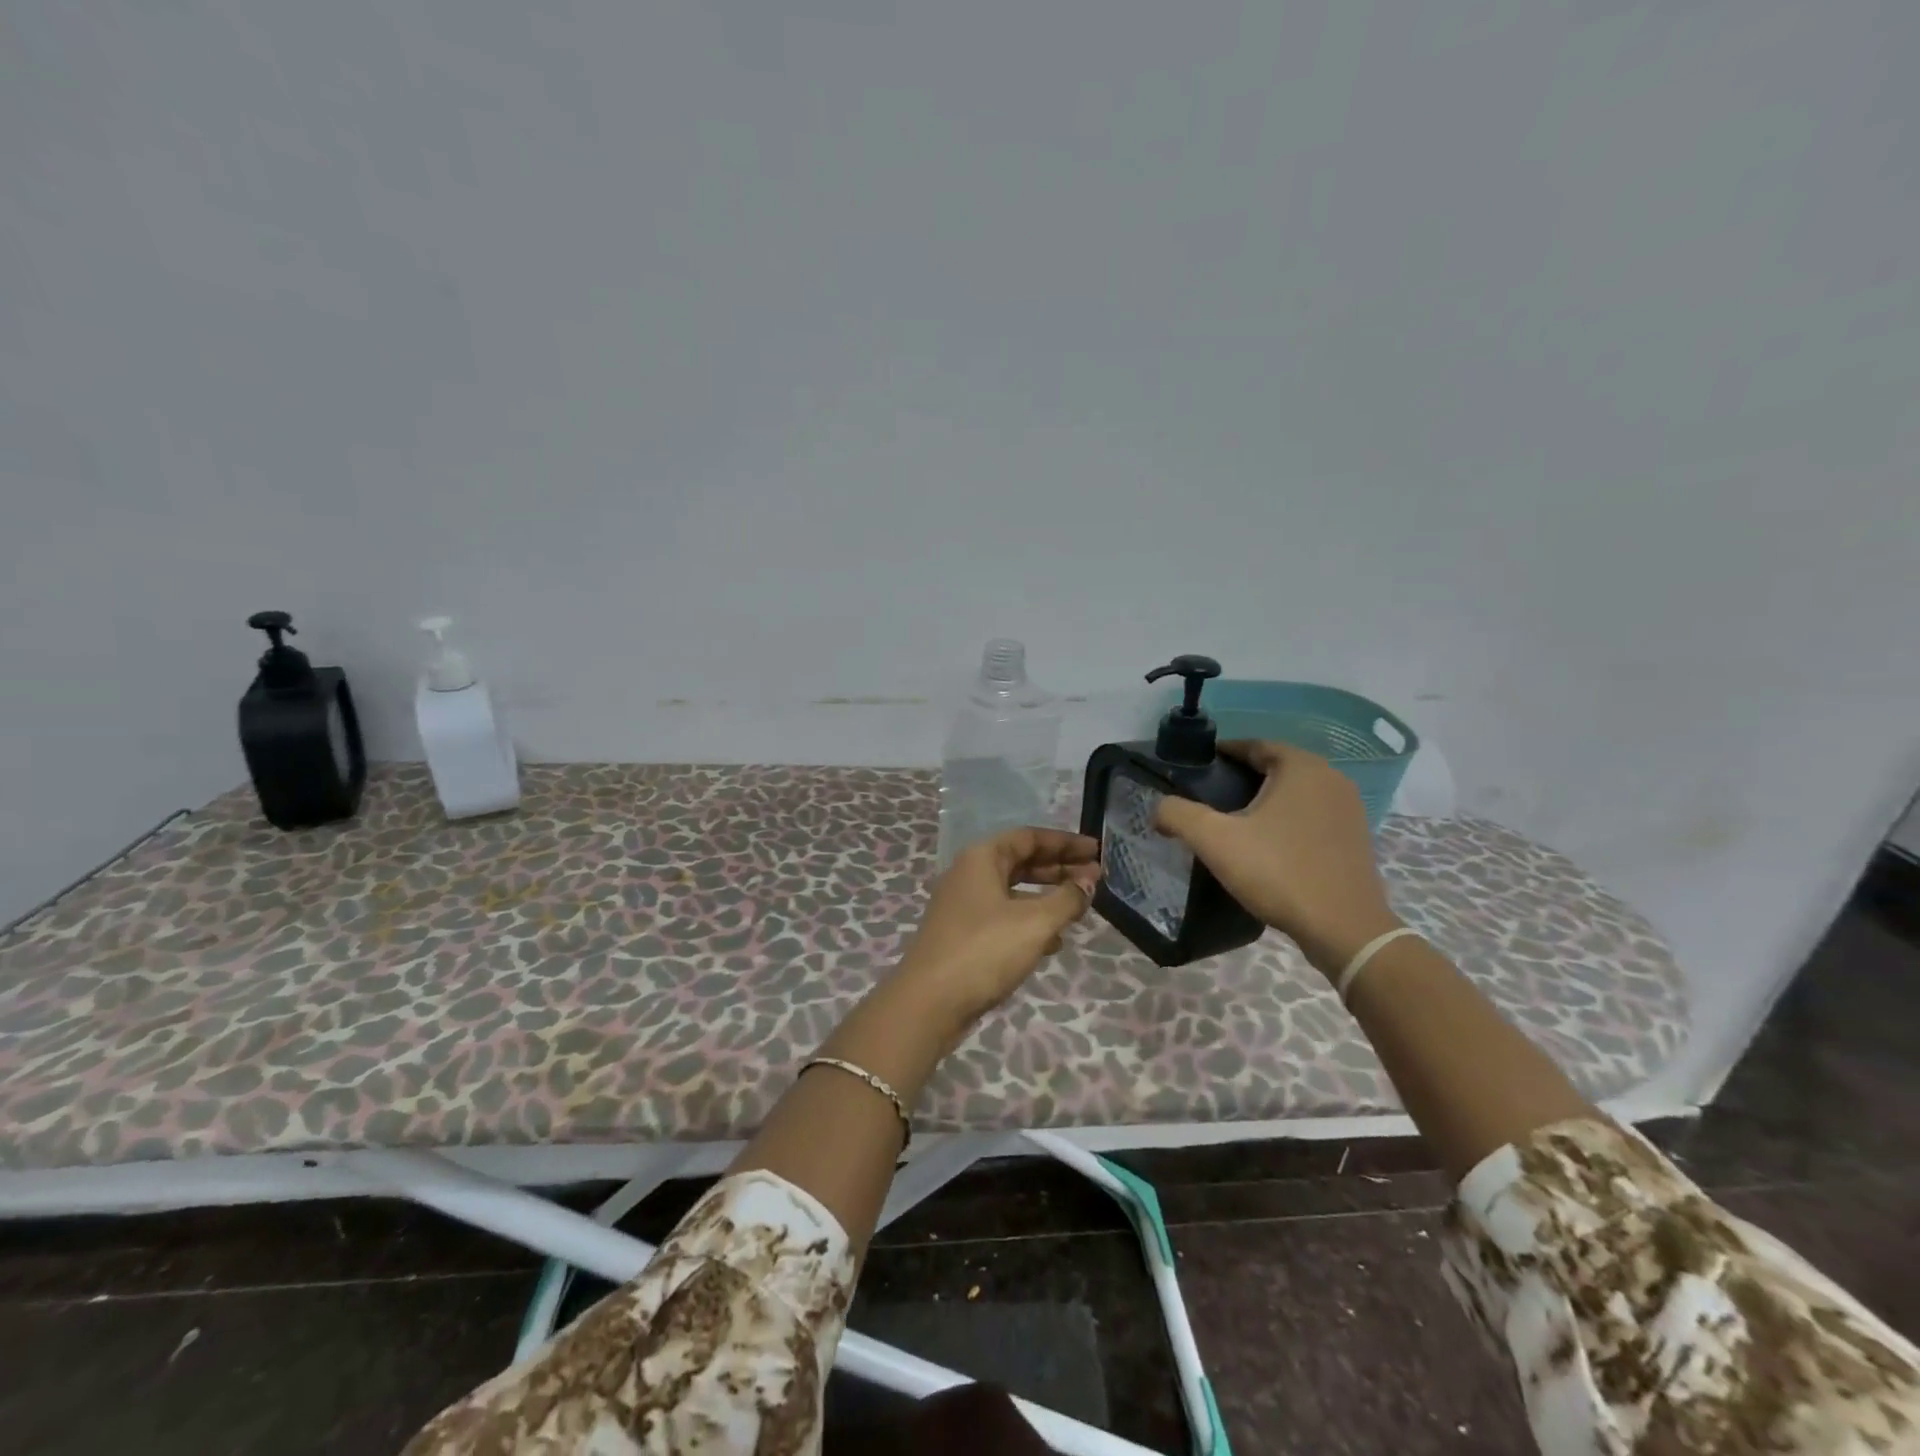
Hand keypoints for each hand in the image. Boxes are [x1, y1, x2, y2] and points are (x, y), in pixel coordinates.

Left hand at [897, 827, 1101, 1023]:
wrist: (929, 1003)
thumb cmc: (984, 951)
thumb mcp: (1035, 923)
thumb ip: (1067, 898)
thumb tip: (1089, 881)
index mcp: (981, 858)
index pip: (1029, 837)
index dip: (1065, 842)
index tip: (1096, 851)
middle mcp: (969, 875)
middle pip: (1021, 862)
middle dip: (1059, 868)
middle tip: (1096, 878)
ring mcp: (963, 906)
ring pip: (1013, 892)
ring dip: (1047, 896)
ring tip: (1081, 908)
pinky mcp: (964, 936)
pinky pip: (1004, 917)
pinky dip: (1030, 922)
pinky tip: (1054, 942)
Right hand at [1154, 742, 1400, 975]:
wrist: (1344, 930)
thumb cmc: (1279, 873)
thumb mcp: (1216, 841)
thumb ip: (1179, 815)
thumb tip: (1158, 807)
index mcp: (1302, 768)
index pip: (1255, 745)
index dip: (1222, 754)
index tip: (1196, 769)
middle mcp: (1331, 779)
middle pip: (1276, 767)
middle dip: (1241, 778)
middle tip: (1208, 798)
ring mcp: (1349, 809)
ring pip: (1295, 793)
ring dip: (1264, 801)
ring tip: (1232, 823)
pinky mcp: (1355, 838)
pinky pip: (1311, 816)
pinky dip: (1286, 821)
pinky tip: (1265, 845)